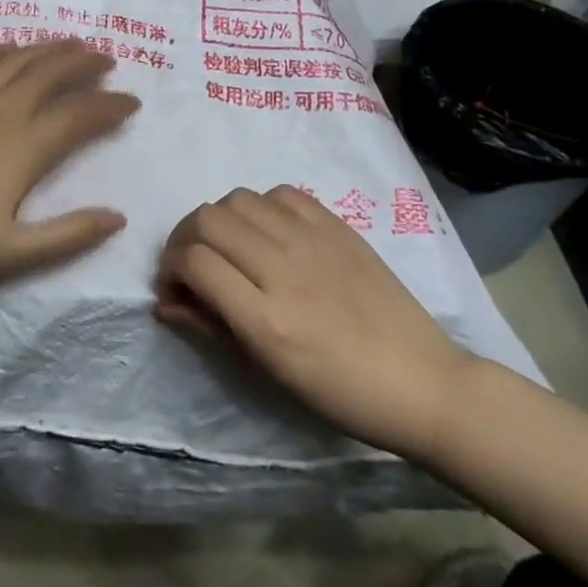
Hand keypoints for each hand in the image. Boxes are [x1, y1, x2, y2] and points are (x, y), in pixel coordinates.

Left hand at [0, 40, 139, 287]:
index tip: (131, 102)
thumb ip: (68, 235)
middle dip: (84, 62)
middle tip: (106, 58)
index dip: (110, 106)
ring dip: (48, 48)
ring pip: (17, 60)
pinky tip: (9, 47)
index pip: (80, 116)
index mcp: (24, 147)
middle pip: (51, 73)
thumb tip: (118, 218)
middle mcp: (2, 111)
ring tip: (70, 43)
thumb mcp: (12, 253)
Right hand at [154, 185, 475, 458]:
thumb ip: (210, 326)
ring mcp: (312, 241)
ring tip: (229, 246)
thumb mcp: (266, 371)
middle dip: (185, 238)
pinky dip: (261, 207)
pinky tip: (268, 232)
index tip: (174, 286)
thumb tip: (166, 300)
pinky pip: (280, 193)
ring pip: (238, 198)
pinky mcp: (337, 225)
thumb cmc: (339, 393)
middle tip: (192, 263)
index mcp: (266, 320)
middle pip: (207, 219)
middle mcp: (284, 269)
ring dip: (219, 220)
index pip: (194, 262)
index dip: (170, 269)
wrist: (422, 380)